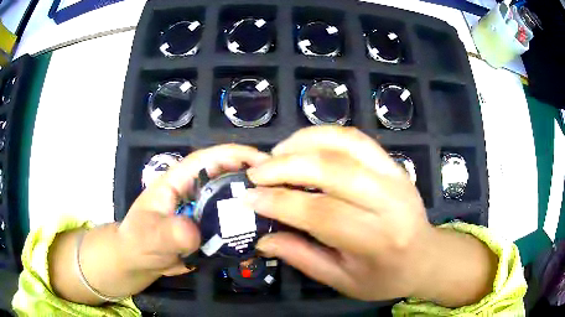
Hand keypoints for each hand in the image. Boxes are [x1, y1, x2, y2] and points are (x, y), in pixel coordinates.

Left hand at [118, 144, 269, 278]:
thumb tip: (195, 231)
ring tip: (280, 213)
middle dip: (255, 178)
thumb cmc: (138, 241)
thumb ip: (169, 232)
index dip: (237, 155)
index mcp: (178, 179)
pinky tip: (263, 237)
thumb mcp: (149, 236)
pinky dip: (247, 228)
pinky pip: (232, 225)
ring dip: (254, 204)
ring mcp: (204, 210)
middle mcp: (195, 190)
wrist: (139, 261)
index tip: (266, 162)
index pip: (209, 159)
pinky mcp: (209, 228)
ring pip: (233, 201)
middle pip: (228, 177)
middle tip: (284, 189)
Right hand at [246, 127, 495, 306]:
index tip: (249, 198)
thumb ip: (302, 257)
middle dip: (286, 167)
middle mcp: (390, 202)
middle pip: (333, 171)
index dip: (280, 203)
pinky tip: (304, 144)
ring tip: (276, 155)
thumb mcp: (343, 281)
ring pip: (345, 144)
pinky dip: (325, 135)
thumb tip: (262, 239)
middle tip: (256, 174)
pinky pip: (357, 138)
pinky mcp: (394, 163)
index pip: (322, 214)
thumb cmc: (385, 277)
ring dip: (304, 143)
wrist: (426, 257)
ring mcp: (395, 176)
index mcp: (377, 240)